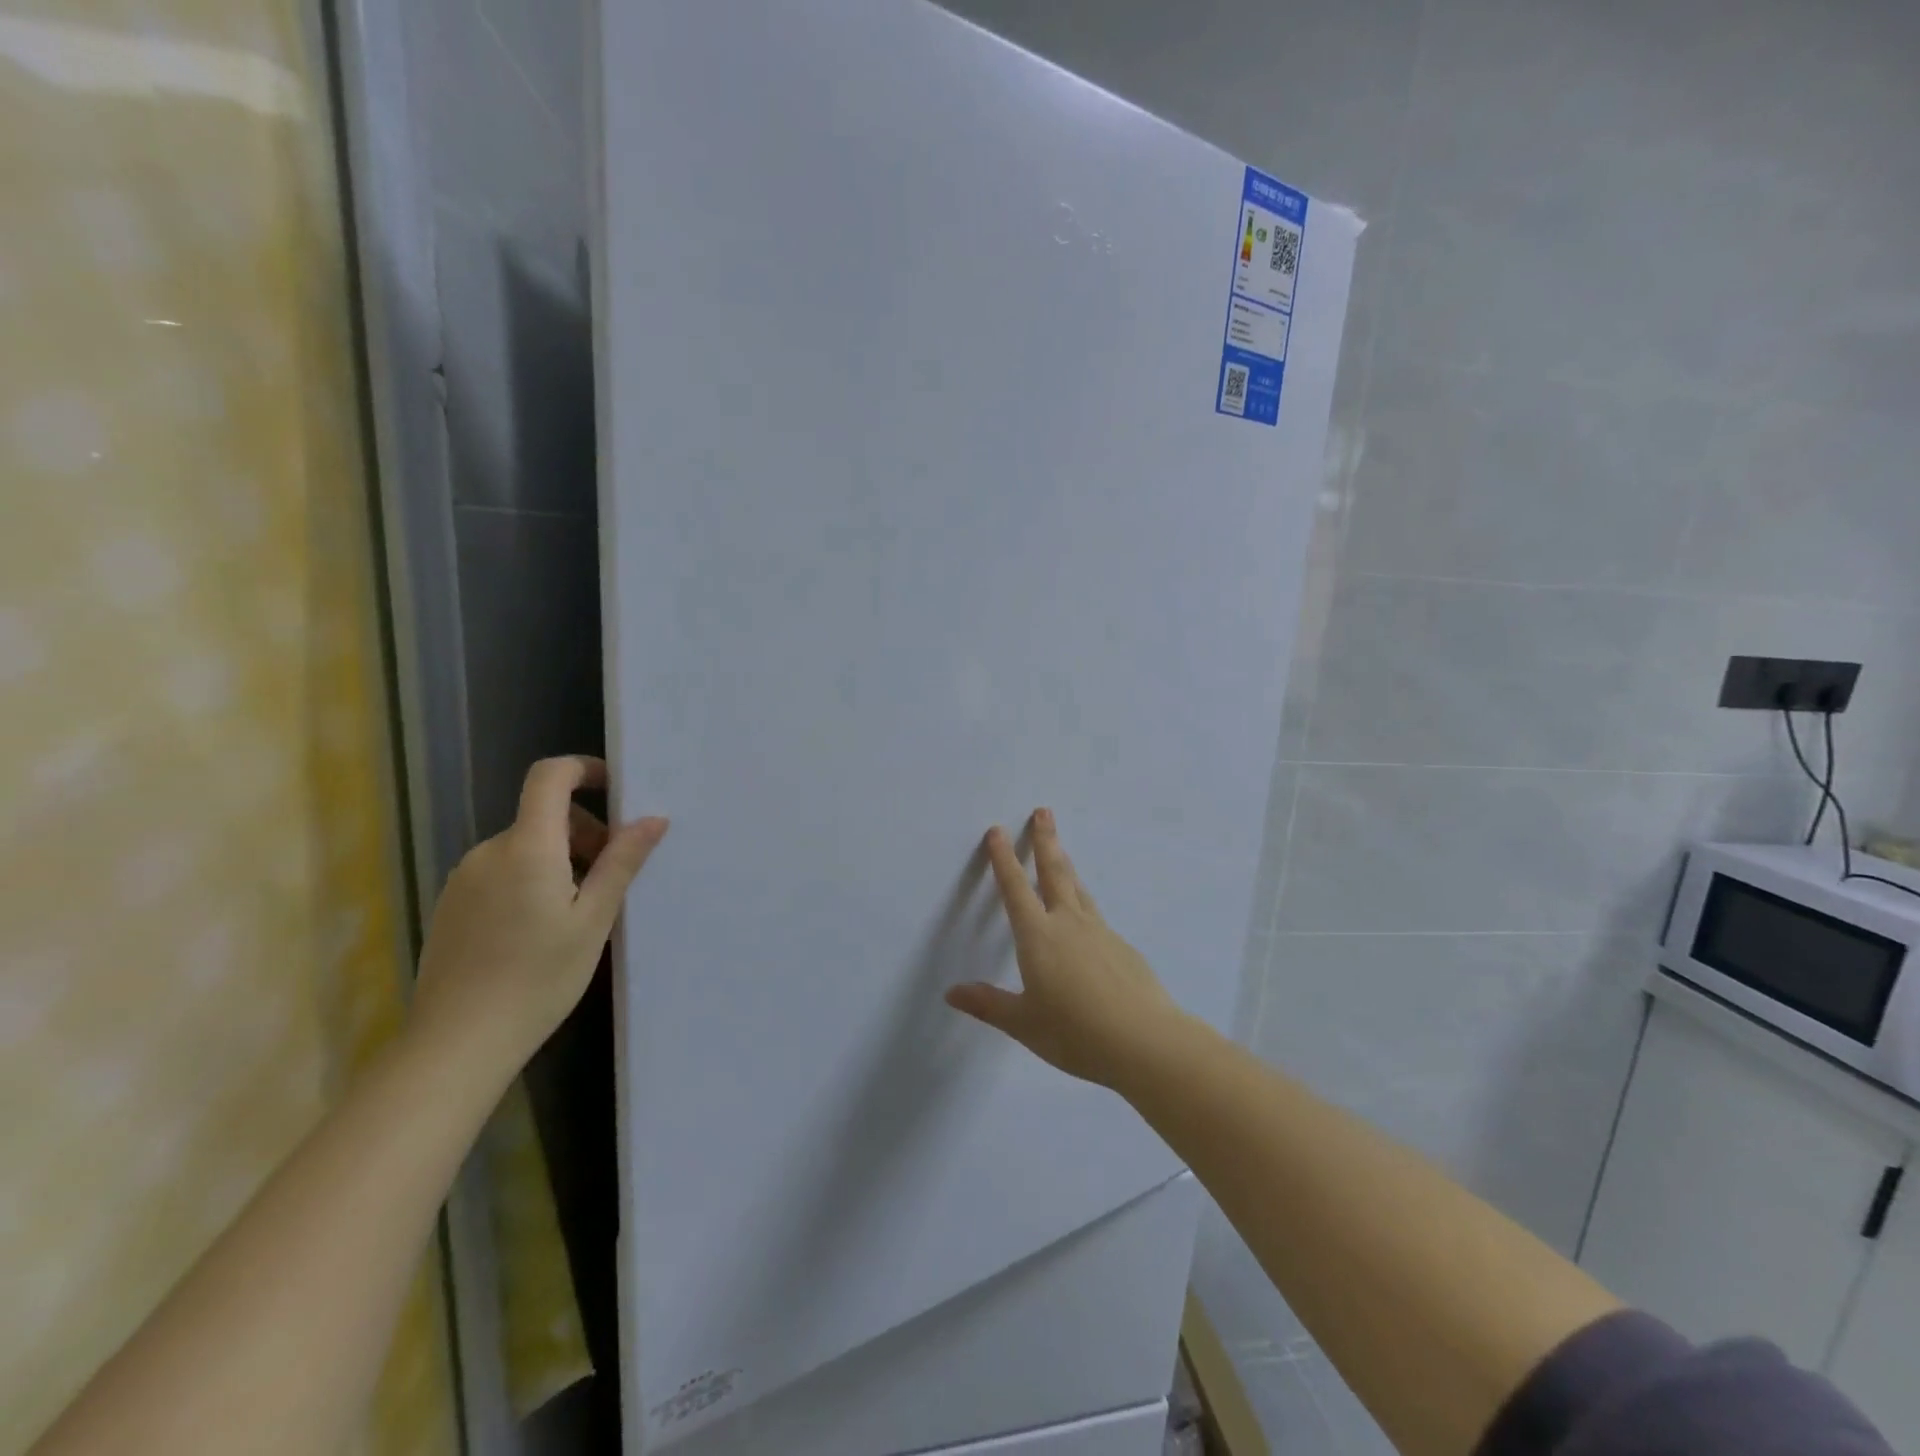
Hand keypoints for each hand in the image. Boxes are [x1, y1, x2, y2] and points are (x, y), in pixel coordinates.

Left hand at [409, 756, 667, 1075]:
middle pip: (542, 815)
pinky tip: (541, 928)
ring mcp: (464, 878)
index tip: (616, 789)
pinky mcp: (451, 904)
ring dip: (559, 859)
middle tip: (610, 878)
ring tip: (579, 911)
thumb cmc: (539, 977)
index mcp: (527, 848)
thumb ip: (621, 862)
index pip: (549, 777)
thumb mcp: (594, 919)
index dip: (583, 769)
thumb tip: (653, 819)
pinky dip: (531, 878)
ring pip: (524, 846)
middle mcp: (488, 852)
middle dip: (585, 832)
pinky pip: (501, 871)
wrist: (458, 1043)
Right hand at [945, 809, 1178, 1088]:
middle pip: (1055, 872)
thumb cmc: (1076, 1033)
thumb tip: (952, 992)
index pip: (1016, 889)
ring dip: (1066, 865)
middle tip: (1043, 811)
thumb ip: (989, 1004)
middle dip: (1045, 840)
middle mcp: (1069, 924)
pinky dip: (1084, 905)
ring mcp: (1100, 932)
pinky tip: (1085, 922)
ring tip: (1060, 850)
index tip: (998, 830)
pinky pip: (1096, 917)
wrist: (1146, 1041)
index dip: (1004, 859)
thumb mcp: (1024, 1023)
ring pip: (1078, 890)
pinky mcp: (1123, 947)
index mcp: (1039, 937)